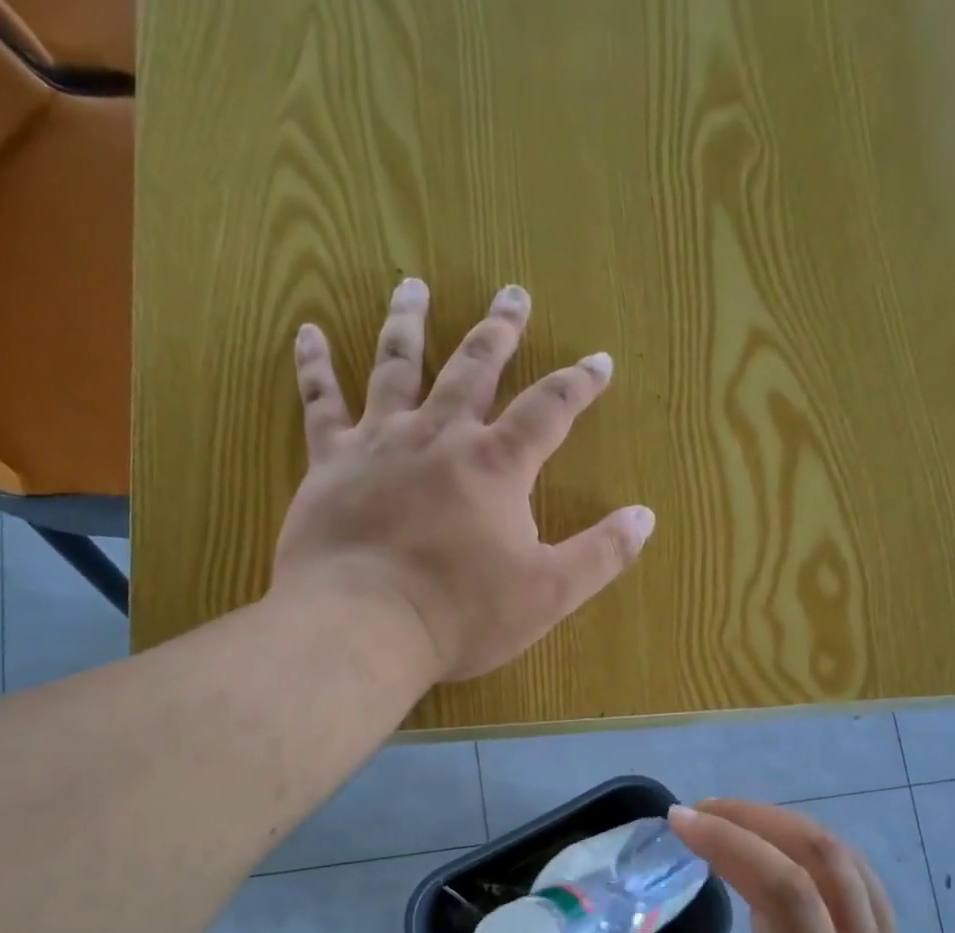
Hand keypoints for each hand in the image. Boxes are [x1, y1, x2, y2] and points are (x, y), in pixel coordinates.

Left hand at [270, 278, 654, 682]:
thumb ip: (601, 554)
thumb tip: (645, 516)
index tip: (599, 360)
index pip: (550, 409)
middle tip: (512, 293)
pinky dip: (315, 366)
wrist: (363, 625)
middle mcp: (440, 435)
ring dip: (408, 322)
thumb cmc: (461, 614)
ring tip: (411, 284)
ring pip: (396, 366)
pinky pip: (320, 402)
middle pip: (474, 368)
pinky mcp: (329, 463)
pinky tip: (308, 331)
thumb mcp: (548, 594)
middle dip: (499, 331)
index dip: (579, 383)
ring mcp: (379, 442)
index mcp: (497, 465)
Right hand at [579, 800, 954, 932]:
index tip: (678, 822)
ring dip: (790, 830)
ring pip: (851, 865)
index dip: (729, 844)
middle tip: (699, 811)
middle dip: (756, 818)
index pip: (784, 892)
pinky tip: (784, 875)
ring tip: (735, 826)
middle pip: (824, 857)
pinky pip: (863, 889)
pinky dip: (816, 858)